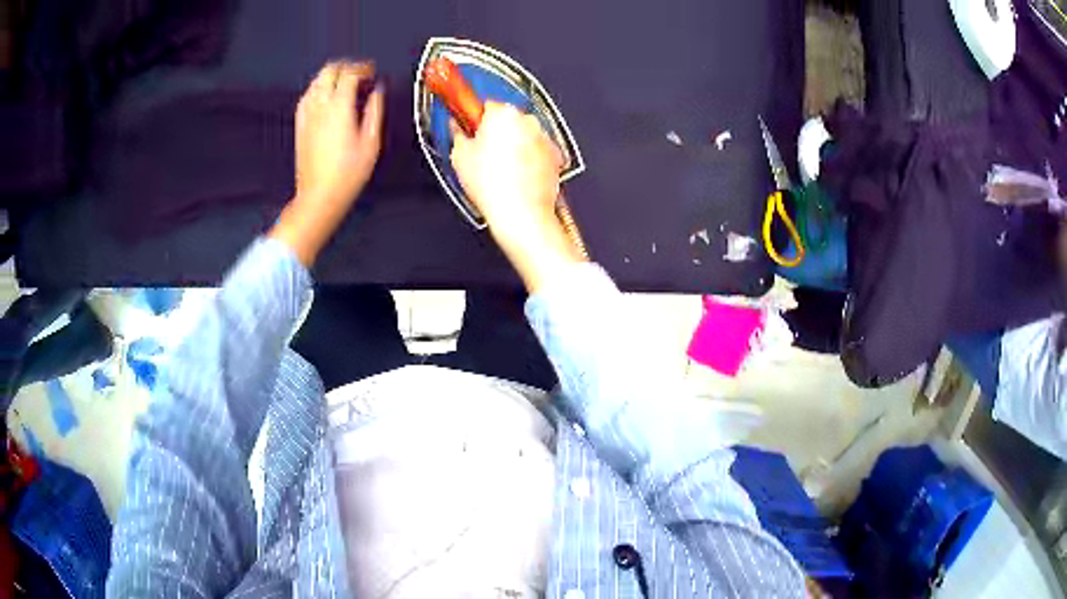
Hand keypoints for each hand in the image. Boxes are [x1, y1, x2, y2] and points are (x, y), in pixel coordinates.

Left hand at [271, 60, 384, 265]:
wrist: (319, 195)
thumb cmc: (346, 174)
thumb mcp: (371, 142)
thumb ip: (375, 110)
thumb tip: (377, 92)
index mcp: (340, 108)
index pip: (350, 73)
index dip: (363, 68)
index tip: (372, 71)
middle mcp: (320, 107)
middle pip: (329, 71)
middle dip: (346, 66)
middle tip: (359, 72)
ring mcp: (307, 116)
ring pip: (316, 81)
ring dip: (331, 76)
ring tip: (344, 82)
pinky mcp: (300, 126)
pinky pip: (306, 97)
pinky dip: (317, 89)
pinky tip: (324, 96)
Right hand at [450, 103, 584, 291]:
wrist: (521, 213)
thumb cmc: (493, 186)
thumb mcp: (460, 157)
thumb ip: (457, 134)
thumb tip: (457, 128)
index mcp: (502, 114)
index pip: (485, 105)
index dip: (476, 119)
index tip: (471, 127)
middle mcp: (527, 121)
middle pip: (507, 119)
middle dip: (496, 132)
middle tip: (482, 154)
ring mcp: (544, 137)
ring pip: (524, 134)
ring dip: (514, 145)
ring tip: (500, 169)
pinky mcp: (555, 154)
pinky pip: (537, 150)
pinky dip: (529, 158)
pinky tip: (516, 175)